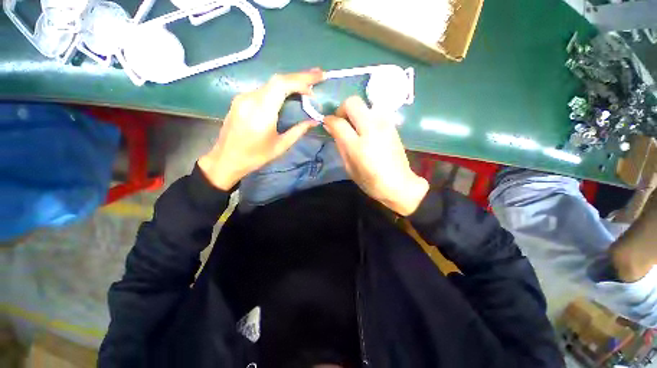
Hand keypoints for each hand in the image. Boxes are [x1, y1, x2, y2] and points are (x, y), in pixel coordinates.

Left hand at [198, 69, 323, 189]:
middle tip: (318, 75)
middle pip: (277, 80)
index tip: (317, 82)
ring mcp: (243, 97)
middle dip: (299, 76)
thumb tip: (314, 121)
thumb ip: (298, 131)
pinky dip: (279, 88)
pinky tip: (289, 92)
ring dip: (290, 81)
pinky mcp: (241, 99)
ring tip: (307, 83)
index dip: (301, 80)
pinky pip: (264, 89)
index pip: (281, 85)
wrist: (226, 159)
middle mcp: (250, 99)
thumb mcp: (280, 146)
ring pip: (271, 83)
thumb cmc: (255, 156)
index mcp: (261, 112)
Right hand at [324, 96, 428, 215]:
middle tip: (342, 122)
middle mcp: (371, 129)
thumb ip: (340, 145)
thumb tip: (331, 127)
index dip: (329, 120)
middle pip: (352, 103)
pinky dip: (367, 116)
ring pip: (365, 104)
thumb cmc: (370, 181)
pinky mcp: (392, 125)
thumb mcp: (349, 167)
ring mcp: (384, 124)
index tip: (327, 123)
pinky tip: (367, 130)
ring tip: (355, 127)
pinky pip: (375, 111)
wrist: (399, 183)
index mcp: (357, 145)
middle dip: (342, 109)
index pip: (338, 122)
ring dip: (356, 112)